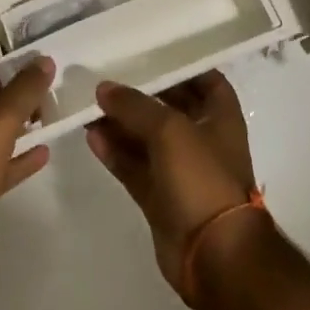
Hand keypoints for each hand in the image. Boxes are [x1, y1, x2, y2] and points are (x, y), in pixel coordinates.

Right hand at [85, 71, 258, 298]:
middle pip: (169, 107)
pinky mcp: (161, 197)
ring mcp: (181, 170)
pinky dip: (116, 152)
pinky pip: (135, 166)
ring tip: (89, 105)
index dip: (179, 65)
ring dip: (121, 123)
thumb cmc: (202, 178)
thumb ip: (135, 105)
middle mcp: (202, 138)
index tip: (147, 53)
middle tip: (106, 77)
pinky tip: (91, 136)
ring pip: (147, 138)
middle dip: (140, 94)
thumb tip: (104, 88)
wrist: (214, 255)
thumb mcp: (169, 129)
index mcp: (220, 116)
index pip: (203, 78)